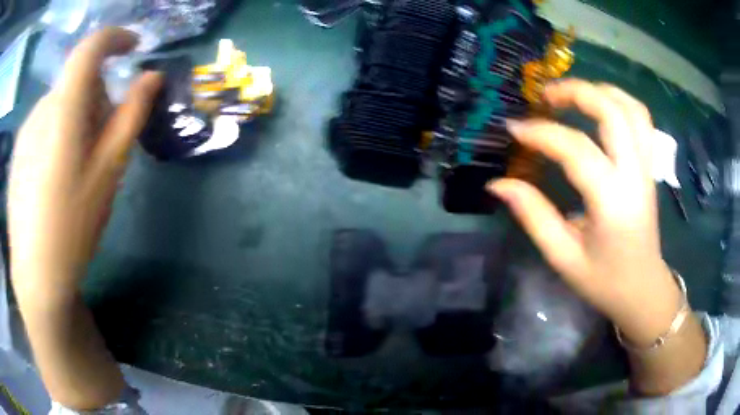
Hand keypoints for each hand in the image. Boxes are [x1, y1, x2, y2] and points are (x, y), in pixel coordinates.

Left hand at [8, 28, 161, 301]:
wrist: (36, 275)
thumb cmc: (74, 225)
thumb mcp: (109, 172)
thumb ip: (131, 116)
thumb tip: (152, 77)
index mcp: (65, 109)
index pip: (91, 47)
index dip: (116, 38)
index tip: (133, 48)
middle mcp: (41, 108)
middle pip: (76, 81)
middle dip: (96, 97)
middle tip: (102, 141)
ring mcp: (26, 130)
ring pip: (59, 103)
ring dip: (75, 118)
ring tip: (77, 166)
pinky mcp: (18, 150)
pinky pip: (43, 123)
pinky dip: (56, 133)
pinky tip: (55, 177)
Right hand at [488, 79, 681, 346]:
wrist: (642, 289)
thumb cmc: (604, 280)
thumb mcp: (563, 256)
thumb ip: (533, 215)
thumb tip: (498, 184)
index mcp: (612, 202)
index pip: (577, 150)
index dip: (542, 133)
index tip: (514, 128)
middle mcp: (634, 175)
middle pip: (611, 111)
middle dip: (575, 92)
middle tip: (545, 96)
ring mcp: (646, 167)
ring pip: (630, 108)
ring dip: (600, 91)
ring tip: (572, 95)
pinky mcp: (649, 167)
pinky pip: (640, 119)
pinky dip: (618, 102)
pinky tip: (600, 108)